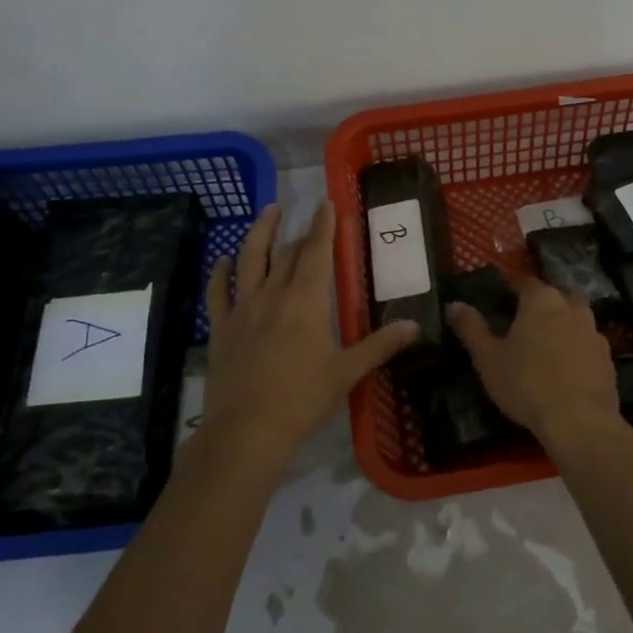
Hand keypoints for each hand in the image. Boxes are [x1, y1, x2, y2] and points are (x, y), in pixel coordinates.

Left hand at [200, 202, 418, 470]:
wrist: (247, 430)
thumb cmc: (303, 399)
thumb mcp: (347, 372)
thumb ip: (380, 345)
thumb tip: (415, 326)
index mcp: (306, 301)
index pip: (317, 252)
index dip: (323, 226)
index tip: (326, 203)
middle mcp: (272, 295)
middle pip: (285, 253)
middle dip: (297, 230)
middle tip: (302, 212)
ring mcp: (242, 309)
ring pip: (249, 260)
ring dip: (259, 233)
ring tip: (267, 211)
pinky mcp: (221, 327)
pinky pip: (218, 291)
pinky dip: (220, 271)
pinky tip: (223, 259)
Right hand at [446, 275, 620, 447]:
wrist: (579, 421)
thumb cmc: (526, 383)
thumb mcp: (488, 358)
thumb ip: (471, 328)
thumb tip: (453, 304)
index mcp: (541, 300)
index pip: (525, 281)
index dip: (512, 287)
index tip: (502, 297)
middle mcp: (571, 308)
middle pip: (557, 295)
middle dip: (544, 303)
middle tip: (526, 321)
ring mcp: (594, 333)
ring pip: (576, 319)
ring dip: (563, 326)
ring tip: (546, 347)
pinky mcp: (608, 358)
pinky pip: (587, 345)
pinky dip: (577, 351)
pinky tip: (566, 370)